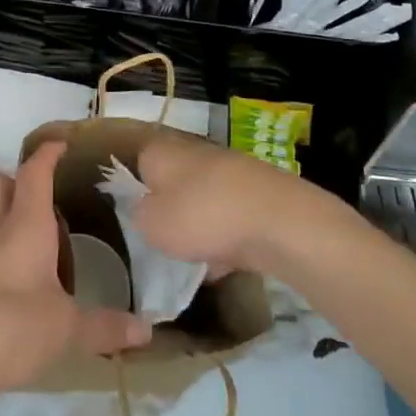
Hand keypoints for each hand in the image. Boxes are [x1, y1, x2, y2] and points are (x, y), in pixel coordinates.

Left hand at [0, 141, 149, 415]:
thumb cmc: (13, 327)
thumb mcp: (67, 328)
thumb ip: (106, 326)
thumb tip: (147, 331)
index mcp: (25, 224)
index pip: (34, 173)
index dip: (47, 154)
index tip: (62, 144)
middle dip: (15, 178)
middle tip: (44, 194)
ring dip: (5, 216)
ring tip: (37, 239)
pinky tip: (17, 279)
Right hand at [135, 129, 347, 276]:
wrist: (279, 221)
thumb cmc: (203, 217)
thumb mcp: (152, 225)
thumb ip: (139, 215)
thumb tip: (145, 209)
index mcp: (163, 151)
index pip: (139, 161)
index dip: (136, 189)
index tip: (137, 218)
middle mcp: (195, 151)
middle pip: (174, 181)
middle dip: (171, 210)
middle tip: (164, 241)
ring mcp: (230, 170)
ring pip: (204, 199)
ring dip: (199, 225)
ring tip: (196, 259)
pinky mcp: (258, 191)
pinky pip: (231, 215)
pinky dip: (227, 236)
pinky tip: (228, 264)